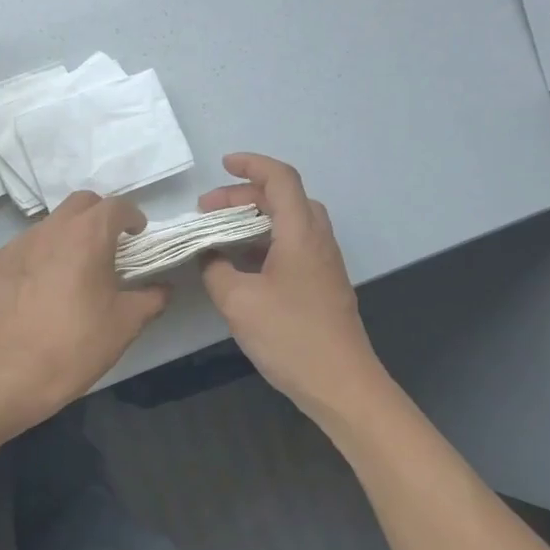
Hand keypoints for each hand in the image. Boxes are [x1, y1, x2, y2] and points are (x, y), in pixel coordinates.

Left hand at [0, 192, 169, 430]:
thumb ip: (151, 298)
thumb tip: (162, 288)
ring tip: (71, 271)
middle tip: (108, 245)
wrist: (10, 374)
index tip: (138, 235)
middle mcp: (50, 229)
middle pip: (80, 204)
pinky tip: (37, 290)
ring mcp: (16, 244)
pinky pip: (21, 250)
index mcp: (87, 235)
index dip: (132, 217)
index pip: (116, 206)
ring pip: (48, 226)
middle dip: (99, 216)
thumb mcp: (126, 324)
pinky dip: (36, 259)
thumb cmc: (76, 346)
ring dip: (66, 237)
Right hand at [199, 153, 383, 415]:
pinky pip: (292, 246)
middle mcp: (317, 240)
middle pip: (284, 198)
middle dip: (244, 195)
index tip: (222, 166)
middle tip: (208, 210)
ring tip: (220, 234)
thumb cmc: (291, 337)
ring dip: (254, 219)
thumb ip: (215, 270)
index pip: (280, 179)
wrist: (341, 384)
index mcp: (301, 234)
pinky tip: (240, 265)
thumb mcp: (238, 302)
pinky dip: (264, 242)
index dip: (252, 164)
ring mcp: (323, 263)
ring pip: (290, 222)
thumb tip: (208, 255)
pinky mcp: (322, 284)